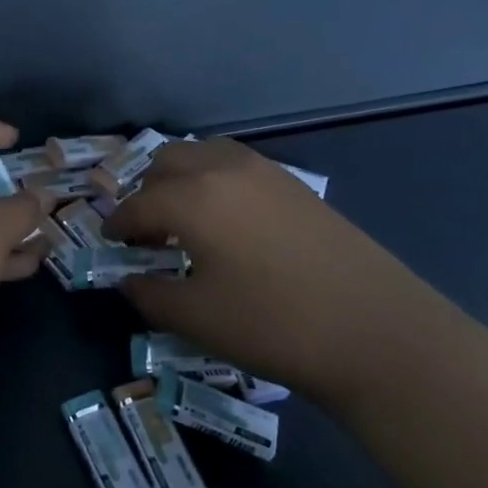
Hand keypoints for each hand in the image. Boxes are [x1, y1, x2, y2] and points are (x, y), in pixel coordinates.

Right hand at [103, 138, 471, 406]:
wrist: (378, 332)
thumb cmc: (273, 325)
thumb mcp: (196, 318)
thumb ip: (148, 294)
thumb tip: (128, 280)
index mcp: (191, 197)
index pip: (136, 204)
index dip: (117, 225)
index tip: (110, 243)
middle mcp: (221, 169)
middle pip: (165, 163)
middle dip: (146, 193)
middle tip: (147, 233)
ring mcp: (263, 171)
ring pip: (202, 155)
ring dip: (181, 179)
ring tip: (185, 221)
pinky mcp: (294, 184)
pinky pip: (234, 165)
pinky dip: (214, 180)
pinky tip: (227, 221)